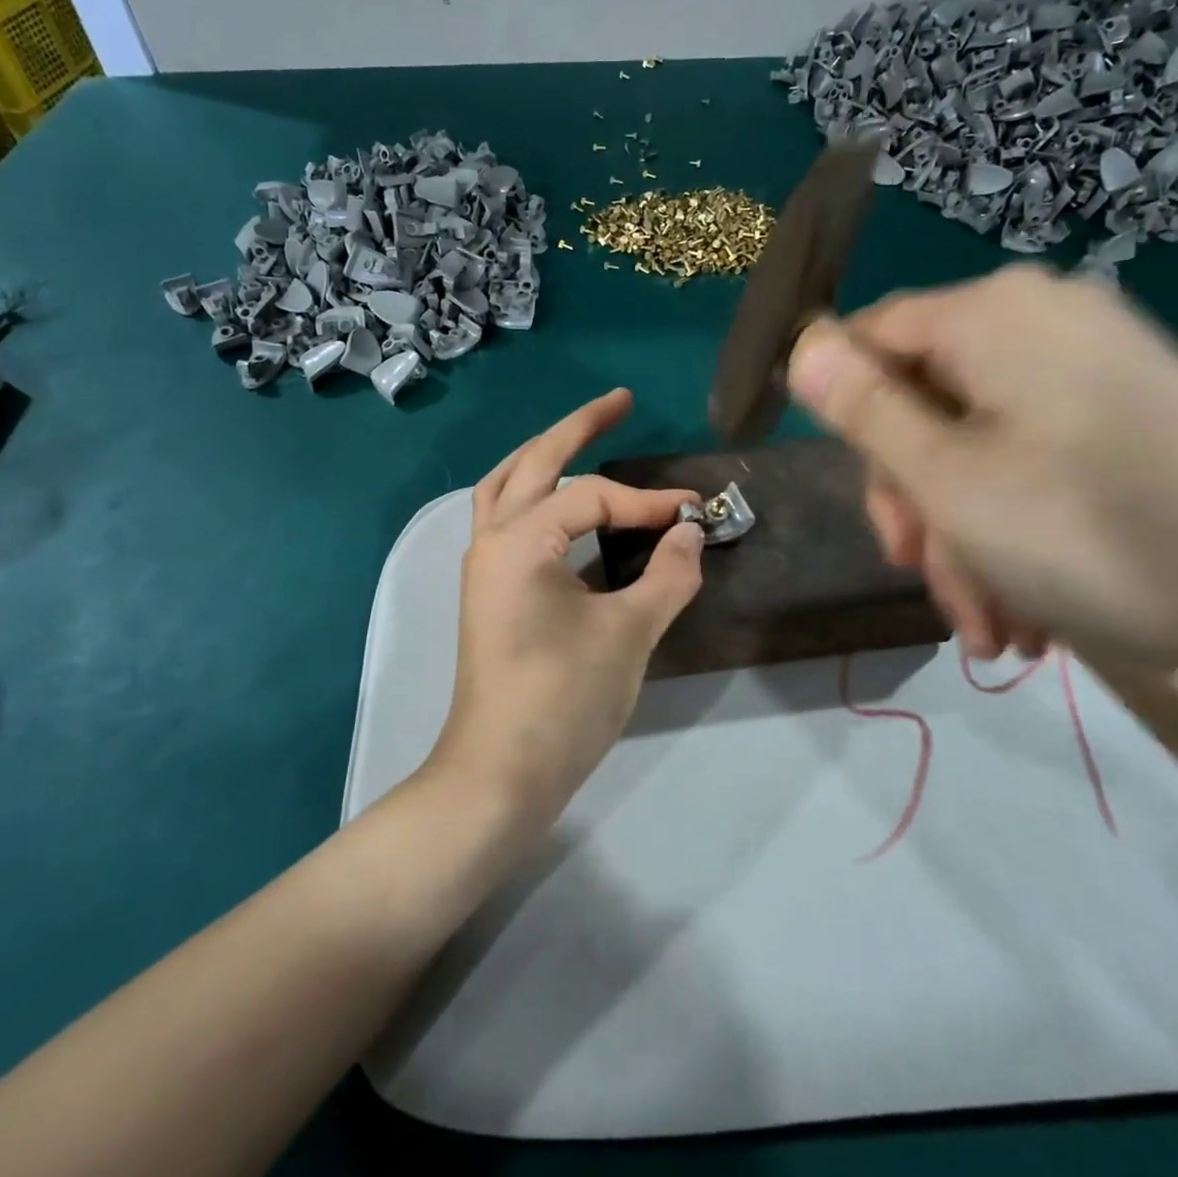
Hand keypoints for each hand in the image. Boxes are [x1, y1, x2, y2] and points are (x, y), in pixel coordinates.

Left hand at [429, 389, 704, 827]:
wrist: (500, 775)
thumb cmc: (562, 700)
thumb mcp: (628, 634)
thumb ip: (667, 577)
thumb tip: (690, 535)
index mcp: (519, 540)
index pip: (592, 497)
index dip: (647, 502)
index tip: (694, 515)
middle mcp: (491, 541)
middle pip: (533, 462)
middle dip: (577, 427)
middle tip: (620, 401)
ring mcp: (484, 568)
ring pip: (508, 488)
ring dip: (546, 458)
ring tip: (584, 438)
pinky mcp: (489, 593)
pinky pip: (510, 523)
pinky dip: (539, 501)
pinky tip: (568, 510)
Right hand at [788, 265, 1177, 667]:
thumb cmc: (1082, 529)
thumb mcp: (942, 476)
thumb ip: (861, 407)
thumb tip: (802, 346)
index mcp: (991, 314)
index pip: (872, 335)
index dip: (845, 409)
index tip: (863, 494)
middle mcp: (1041, 321)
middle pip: (926, 399)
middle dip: (918, 499)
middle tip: (921, 574)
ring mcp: (1092, 366)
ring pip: (978, 444)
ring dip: (964, 536)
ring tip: (988, 625)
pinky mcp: (1130, 412)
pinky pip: (1034, 458)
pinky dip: (1015, 528)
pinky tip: (1026, 609)